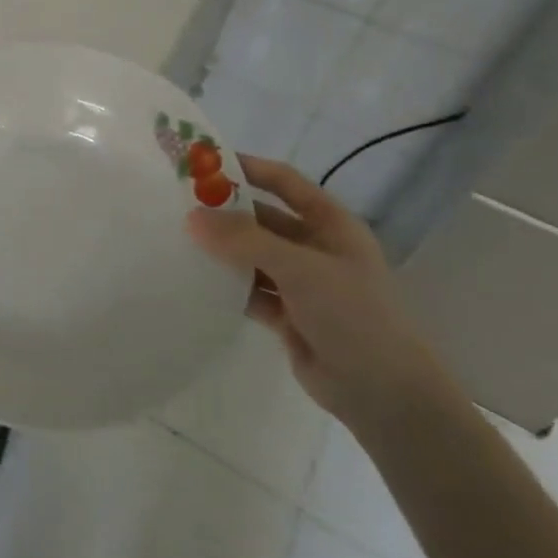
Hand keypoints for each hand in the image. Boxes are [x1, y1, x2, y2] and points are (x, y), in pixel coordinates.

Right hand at [185, 155, 454, 429]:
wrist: (382, 394)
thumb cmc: (353, 316)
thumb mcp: (301, 269)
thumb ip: (245, 241)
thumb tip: (191, 218)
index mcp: (331, 224)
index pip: (284, 183)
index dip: (248, 168)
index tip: (203, 163)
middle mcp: (315, 247)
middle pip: (262, 218)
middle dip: (224, 212)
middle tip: (176, 204)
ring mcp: (300, 282)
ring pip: (251, 255)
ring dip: (221, 250)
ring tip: (175, 239)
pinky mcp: (286, 314)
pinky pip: (248, 289)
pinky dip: (225, 285)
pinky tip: (193, 280)